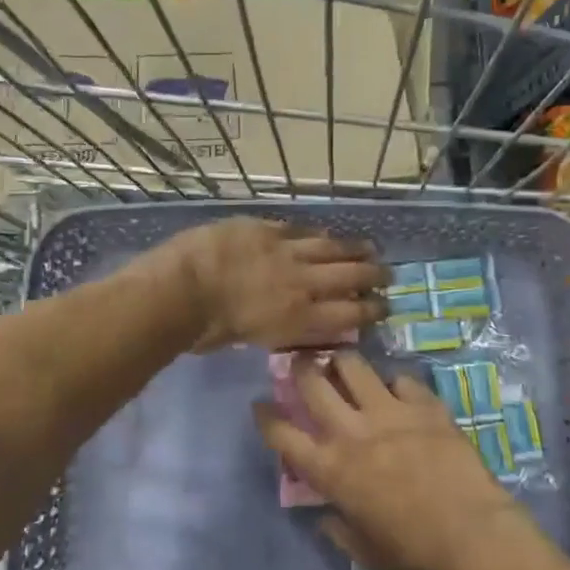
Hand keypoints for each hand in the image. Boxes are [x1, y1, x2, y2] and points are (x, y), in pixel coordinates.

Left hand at [164, 219, 388, 352]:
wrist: (180, 288)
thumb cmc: (205, 330)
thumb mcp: (251, 341)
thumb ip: (279, 329)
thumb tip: (291, 323)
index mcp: (300, 318)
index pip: (350, 314)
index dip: (371, 310)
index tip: (383, 307)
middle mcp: (302, 283)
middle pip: (349, 276)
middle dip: (373, 276)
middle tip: (388, 275)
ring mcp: (284, 251)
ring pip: (329, 247)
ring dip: (353, 249)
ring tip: (370, 248)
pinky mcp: (264, 228)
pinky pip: (298, 229)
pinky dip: (315, 233)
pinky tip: (325, 233)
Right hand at [255, 351, 522, 569]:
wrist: (471, 534)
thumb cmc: (413, 551)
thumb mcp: (365, 552)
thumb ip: (339, 531)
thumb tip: (327, 517)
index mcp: (330, 468)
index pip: (282, 434)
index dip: (266, 416)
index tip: (262, 405)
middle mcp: (351, 431)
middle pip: (312, 383)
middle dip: (299, 368)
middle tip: (301, 364)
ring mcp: (388, 412)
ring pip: (353, 366)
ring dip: (342, 361)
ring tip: (343, 363)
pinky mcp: (423, 405)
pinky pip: (402, 379)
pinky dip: (395, 383)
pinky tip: (399, 391)